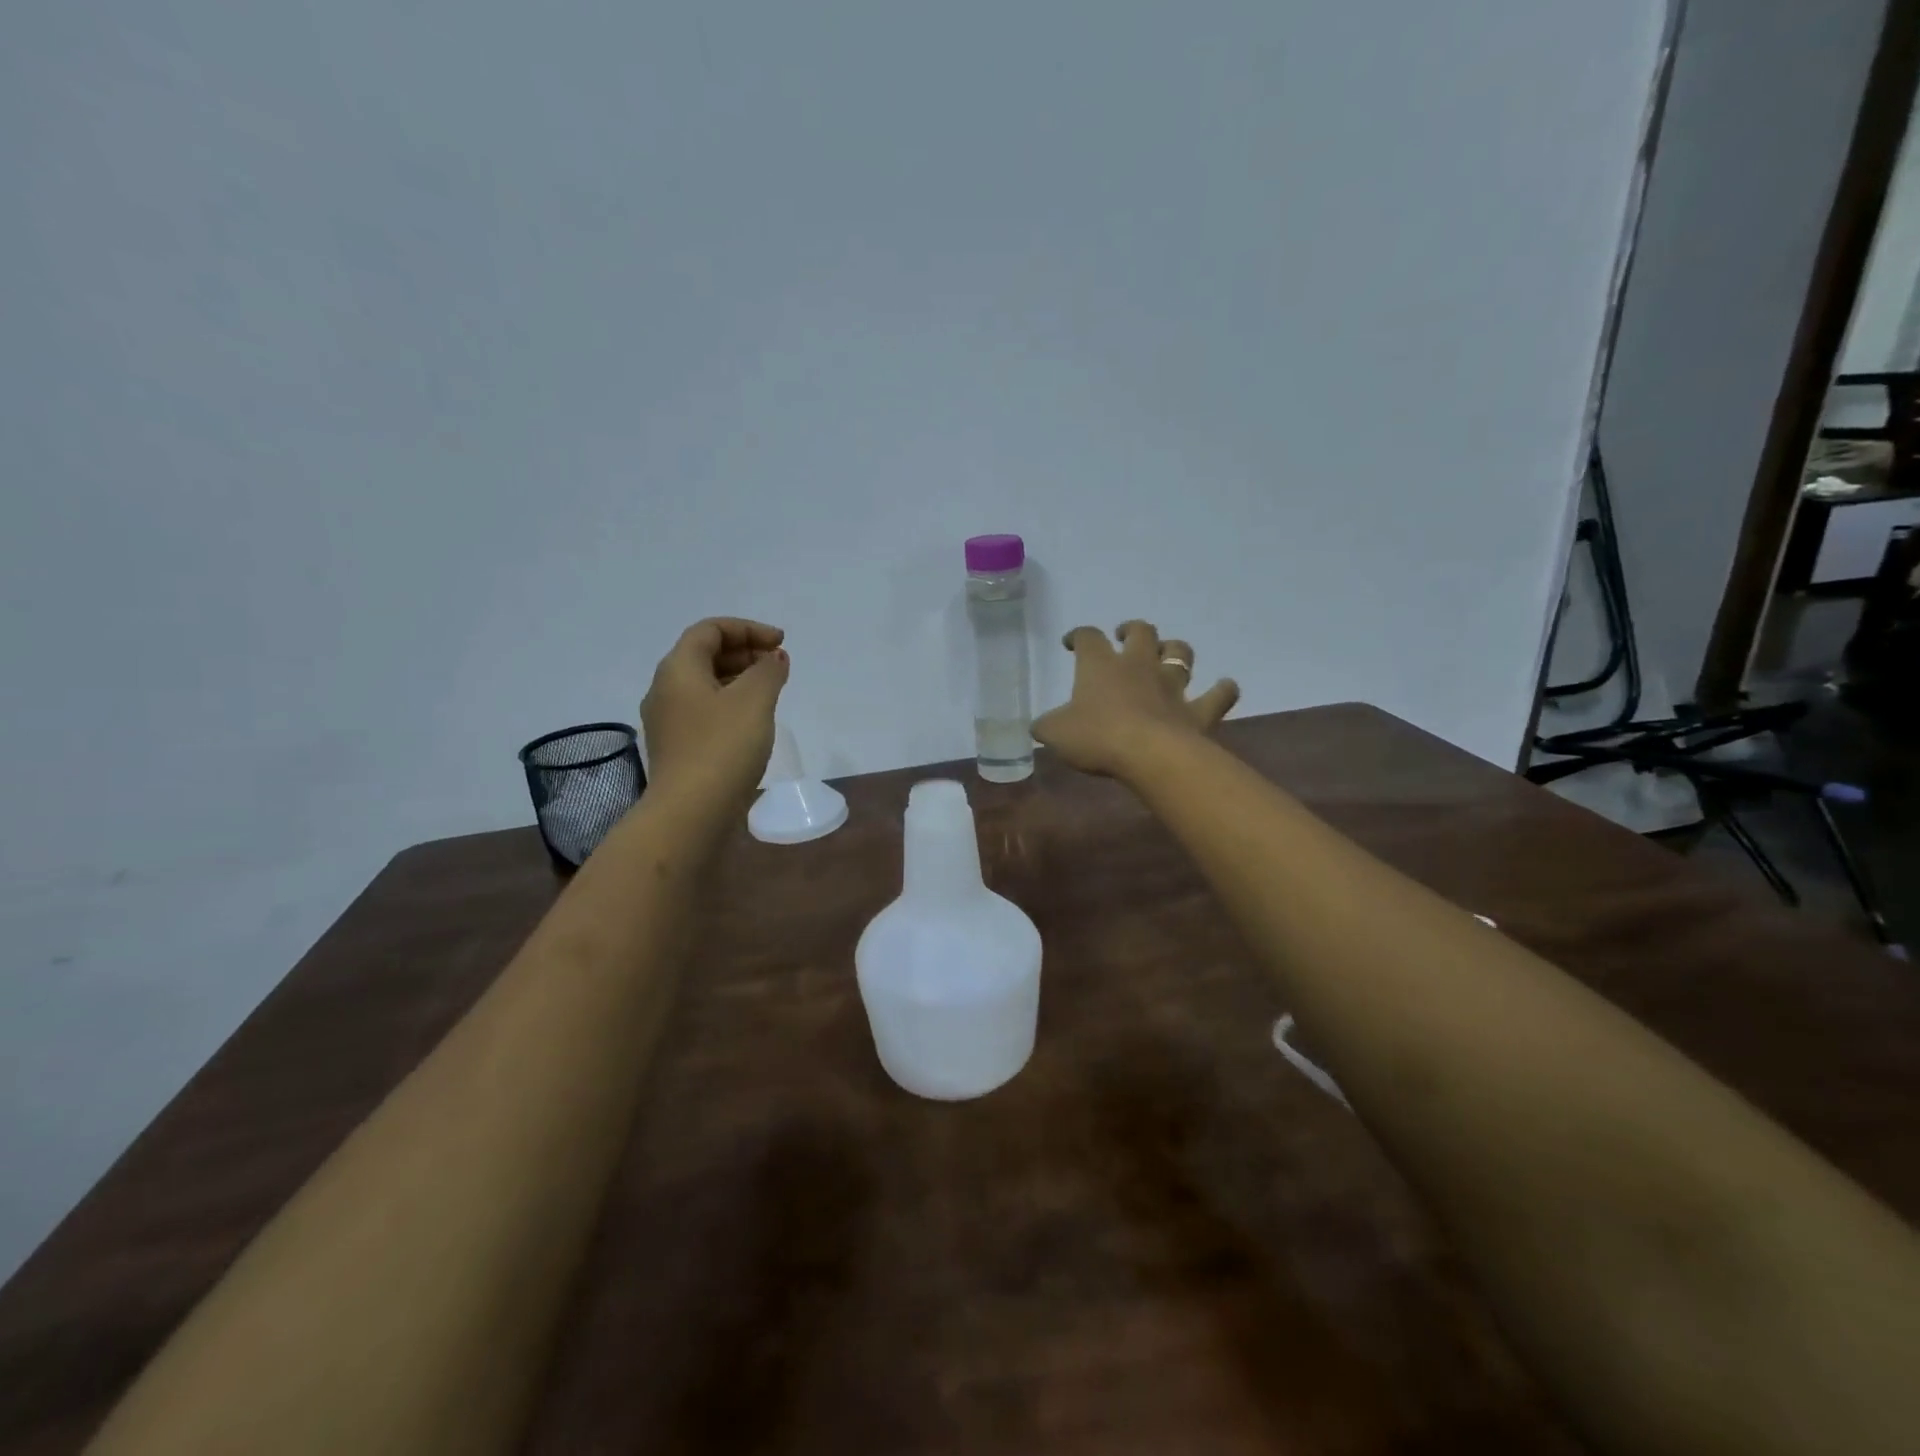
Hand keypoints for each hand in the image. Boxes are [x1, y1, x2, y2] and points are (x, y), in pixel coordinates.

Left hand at [640, 618, 789, 799]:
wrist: (690, 812)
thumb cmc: (722, 747)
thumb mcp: (754, 700)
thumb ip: (768, 671)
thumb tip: (774, 658)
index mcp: (678, 669)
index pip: (710, 630)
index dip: (748, 629)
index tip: (781, 643)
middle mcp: (665, 689)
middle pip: (704, 654)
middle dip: (745, 652)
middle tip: (778, 665)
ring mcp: (668, 721)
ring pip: (705, 684)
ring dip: (739, 679)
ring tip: (772, 691)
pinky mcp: (677, 747)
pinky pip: (705, 710)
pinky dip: (731, 703)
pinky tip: (753, 721)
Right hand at [1032, 620, 1238, 781]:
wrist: (1149, 755)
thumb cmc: (1097, 737)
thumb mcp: (1055, 734)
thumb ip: (1046, 726)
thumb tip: (1040, 726)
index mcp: (1100, 665)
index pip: (1087, 637)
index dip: (1078, 636)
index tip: (1071, 642)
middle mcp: (1138, 666)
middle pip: (1141, 632)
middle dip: (1132, 630)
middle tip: (1124, 636)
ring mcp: (1172, 686)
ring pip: (1180, 653)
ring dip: (1175, 650)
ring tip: (1168, 655)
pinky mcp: (1198, 711)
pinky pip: (1219, 695)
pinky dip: (1223, 689)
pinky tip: (1224, 687)